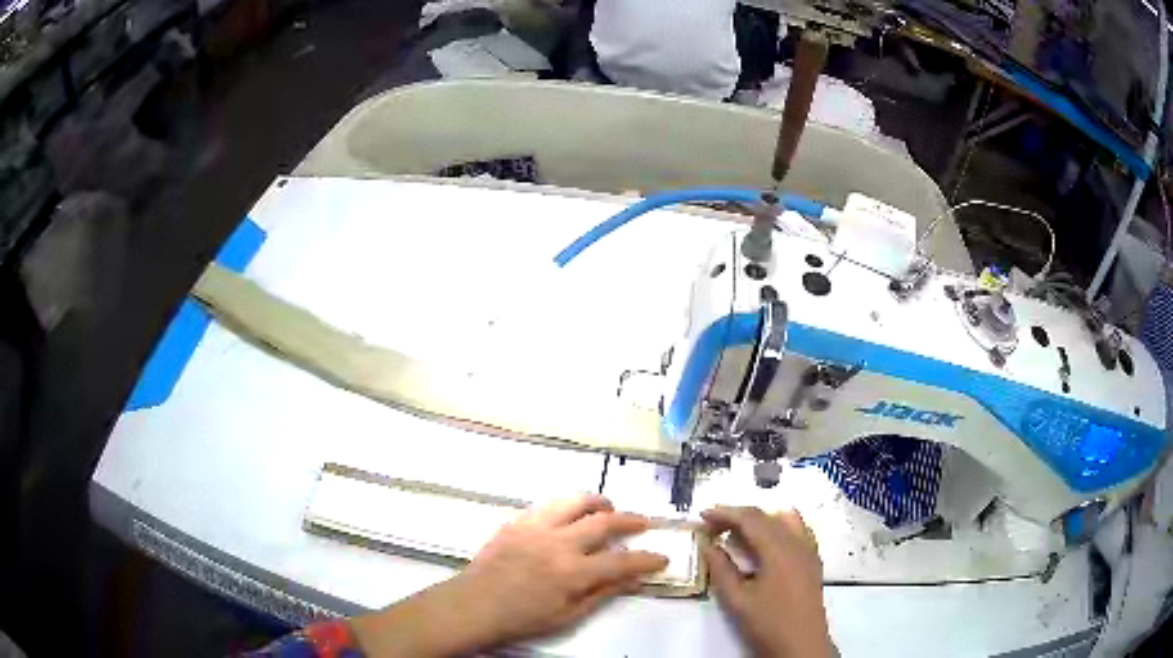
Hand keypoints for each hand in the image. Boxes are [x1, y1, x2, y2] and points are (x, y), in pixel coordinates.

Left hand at [352, 494, 667, 656]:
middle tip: (643, 524)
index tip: (662, 558)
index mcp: (573, 572)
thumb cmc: (522, 618)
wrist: (475, 605)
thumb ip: (603, 593)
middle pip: (605, 522)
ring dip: (599, 502)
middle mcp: (558, 543)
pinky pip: (549, 504)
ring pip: (576, 501)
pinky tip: (571, 515)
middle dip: (631, 521)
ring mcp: (536, 527)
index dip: (647, 559)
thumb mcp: (568, 615)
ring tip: (609, 509)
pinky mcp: (517, 521)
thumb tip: (634, 579)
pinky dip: (568, 506)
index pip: (622, 561)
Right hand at [702, 506, 833, 657]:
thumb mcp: (737, 600)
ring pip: (784, 520)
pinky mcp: (812, 560)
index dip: (725, 513)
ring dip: (759, 521)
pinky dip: (777, 528)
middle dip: (739, 517)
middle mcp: (797, 542)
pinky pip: (796, 530)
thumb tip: (710, 546)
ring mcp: (808, 550)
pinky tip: (765, 544)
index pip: (751, 518)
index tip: (703, 515)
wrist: (801, 644)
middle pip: (767, 516)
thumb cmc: (768, 623)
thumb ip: (721, 570)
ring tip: (737, 534)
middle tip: (713, 527)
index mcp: (779, 549)